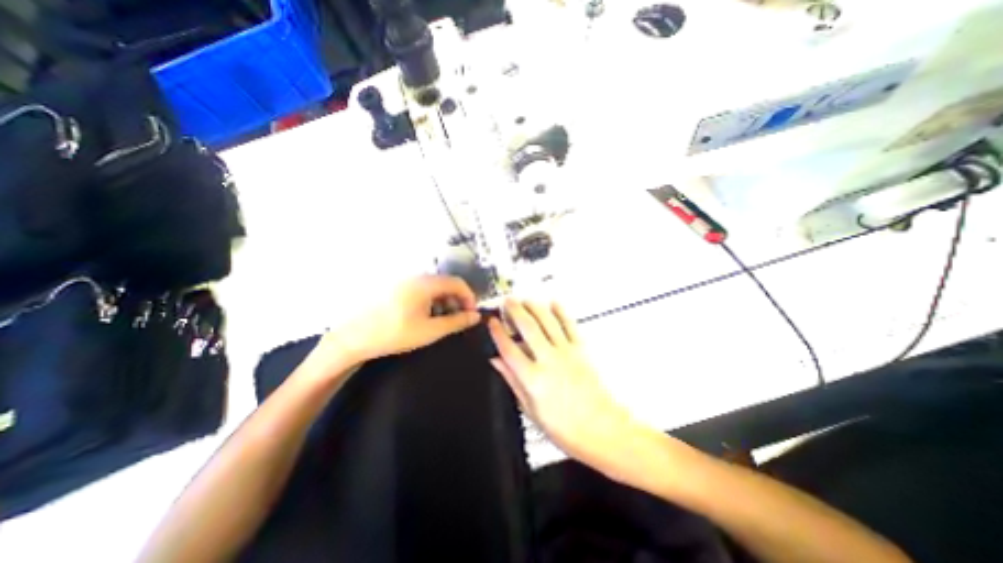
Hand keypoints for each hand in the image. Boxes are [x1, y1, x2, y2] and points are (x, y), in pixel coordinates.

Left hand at [320, 276, 479, 366]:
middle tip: (459, 320)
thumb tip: (476, 316)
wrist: (354, 337)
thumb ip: (456, 322)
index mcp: (426, 284)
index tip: (472, 314)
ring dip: (444, 302)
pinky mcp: (397, 288)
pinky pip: (422, 290)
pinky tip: (426, 317)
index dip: (469, 298)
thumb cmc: (394, 334)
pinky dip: (431, 302)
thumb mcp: (430, 331)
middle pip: (446, 284)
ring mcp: (405, 281)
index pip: (457, 283)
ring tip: (442, 321)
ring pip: (434, 288)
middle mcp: (416, 277)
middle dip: (457, 301)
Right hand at [491, 301, 646, 473]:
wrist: (603, 430)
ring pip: (546, 322)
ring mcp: (566, 353)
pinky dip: (561, 311)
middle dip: (514, 310)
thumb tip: (497, 363)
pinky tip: (554, 302)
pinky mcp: (582, 350)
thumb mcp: (531, 410)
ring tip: (525, 299)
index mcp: (533, 379)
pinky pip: (569, 325)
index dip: (498, 332)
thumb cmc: (567, 428)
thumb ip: (512, 381)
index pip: (509, 349)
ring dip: (534, 307)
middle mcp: (548, 361)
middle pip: (527, 328)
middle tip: (507, 301)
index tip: (492, 322)